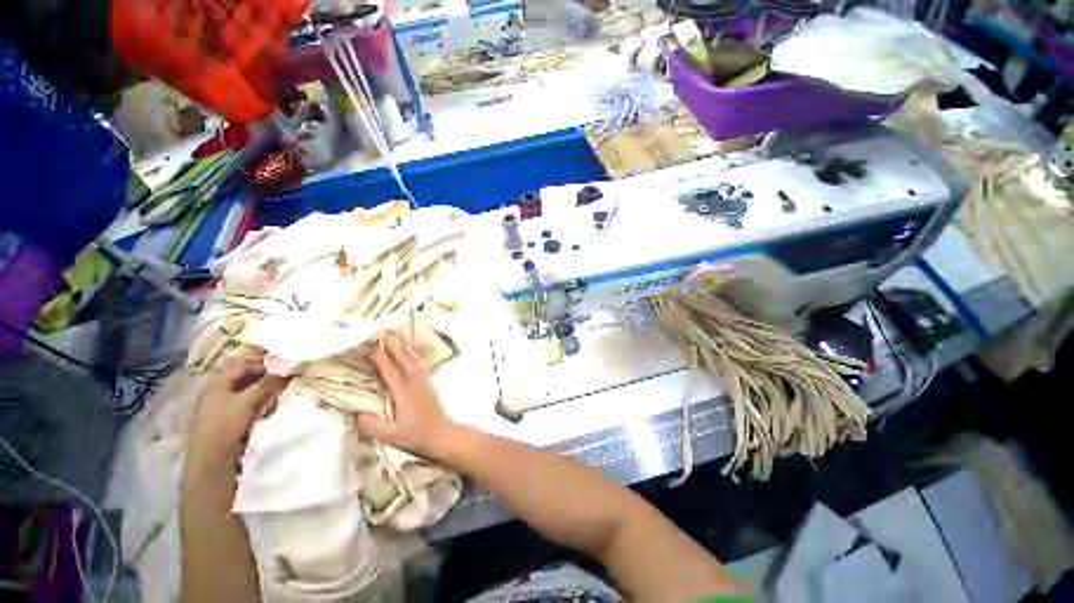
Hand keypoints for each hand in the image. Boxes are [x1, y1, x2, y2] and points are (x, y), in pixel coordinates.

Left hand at [186, 360, 287, 476]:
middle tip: (285, 379)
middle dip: (267, 376)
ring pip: (250, 389)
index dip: (264, 362)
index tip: (284, 365)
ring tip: (278, 393)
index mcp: (218, 382)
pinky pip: (249, 401)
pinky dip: (261, 400)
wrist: (212, 460)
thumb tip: (287, 364)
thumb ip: (267, 382)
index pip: (244, 363)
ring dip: (266, 389)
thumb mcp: (247, 401)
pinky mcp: (231, 417)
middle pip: (247, 376)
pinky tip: (268, 406)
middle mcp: (219, 390)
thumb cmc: (225, 425)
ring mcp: (224, 404)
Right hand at [358, 335, 457, 459]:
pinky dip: (411, 357)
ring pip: (413, 361)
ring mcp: (424, 383)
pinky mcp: (429, 385)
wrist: (443, 435)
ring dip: (403, 349)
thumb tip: (355, 413)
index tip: (370, 344)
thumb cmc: (417, 436)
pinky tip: (409, 356)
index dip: (380, 357)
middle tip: (382, 335)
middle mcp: (415, 383)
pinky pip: (419, 365)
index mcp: (404, 392)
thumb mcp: (391, 436)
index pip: (390, 370)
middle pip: (404, 360)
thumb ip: (373, 425)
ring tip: (394, 340)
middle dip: (392, 346)